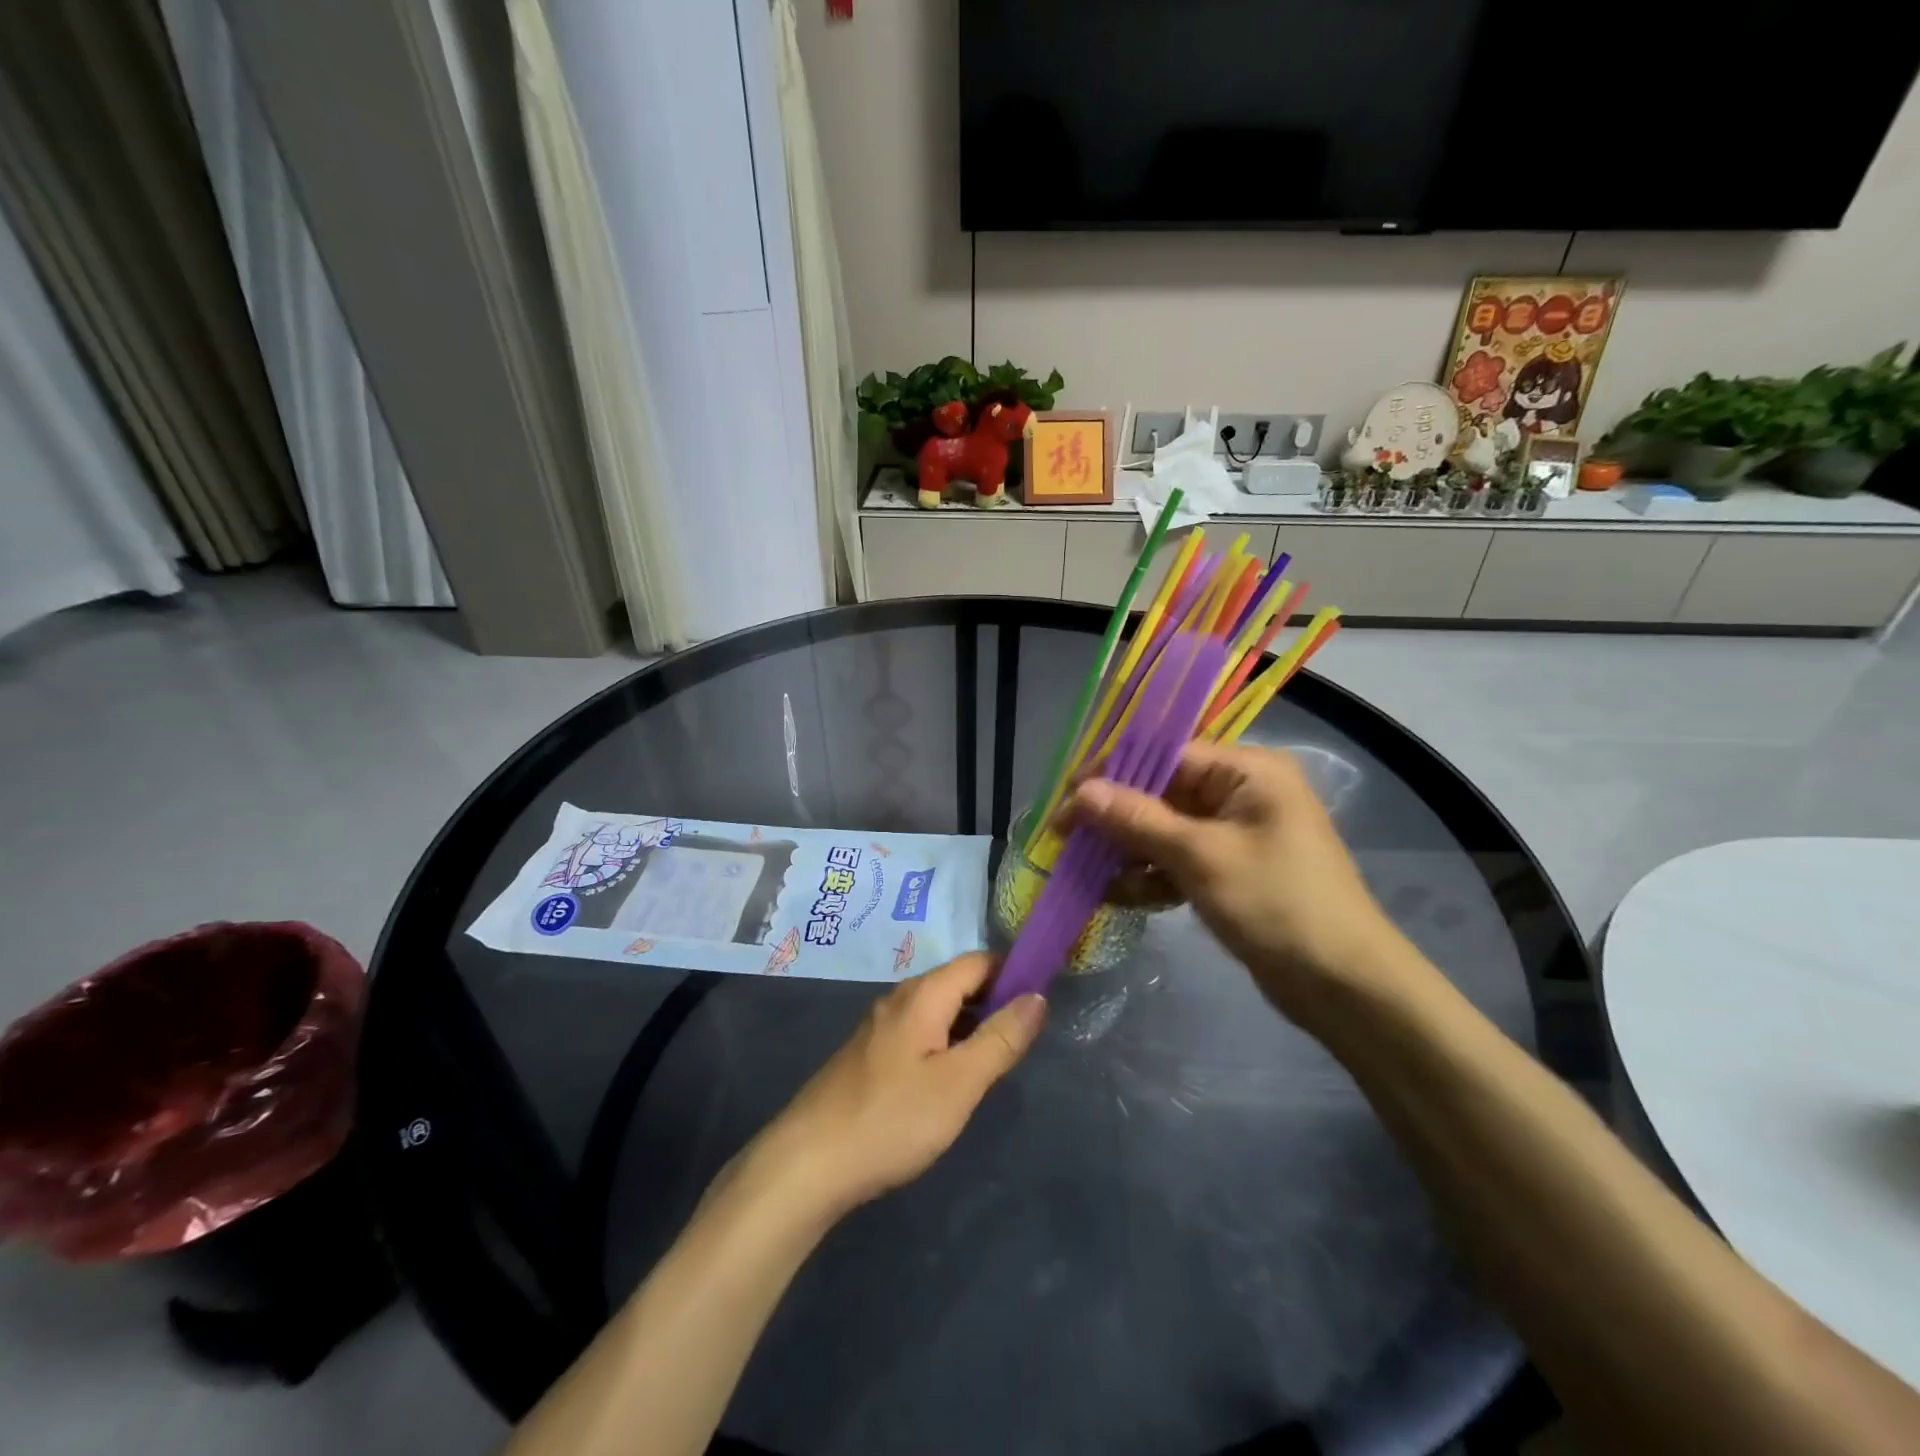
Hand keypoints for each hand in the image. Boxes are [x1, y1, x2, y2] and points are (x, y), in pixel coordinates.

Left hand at [742, 953, 1044, 1220]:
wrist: (809, 1162)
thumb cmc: (892, 1118)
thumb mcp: (959, 1083)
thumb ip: (1001, 1038)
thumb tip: (1037, 996)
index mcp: (924, 994)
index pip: (978, 961)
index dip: (1013, 971)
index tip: (1043, 997)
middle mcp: (900, 998)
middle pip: (957, 982)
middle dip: (993, 1000)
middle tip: (1023, 1038)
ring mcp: (879, 1026)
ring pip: (937, 1009)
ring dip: (968, 1024)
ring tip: (993, 1060)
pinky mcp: (868, 1054)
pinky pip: (918, 1030)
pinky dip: (943, 1041)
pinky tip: (948, 1078)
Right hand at [1060, 741, 1421, 1020]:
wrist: (1346, 988)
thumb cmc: (1277, 905)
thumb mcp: (1200, 857)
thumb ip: (1137, 820)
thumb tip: (1081, 791)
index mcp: (1247, 772)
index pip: (1165, 755)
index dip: (1112, 774)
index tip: (1067, 799)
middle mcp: (1241, 794)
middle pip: (1161, 794)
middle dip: (1116, 819)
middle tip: (1065, 840)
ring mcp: (1235, 835)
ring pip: (1165, 831)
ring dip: (1127, 852)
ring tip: (1086, 874)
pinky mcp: (1230, 872)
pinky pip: (1178, 862)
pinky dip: (1150, 878)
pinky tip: (1116, 897)